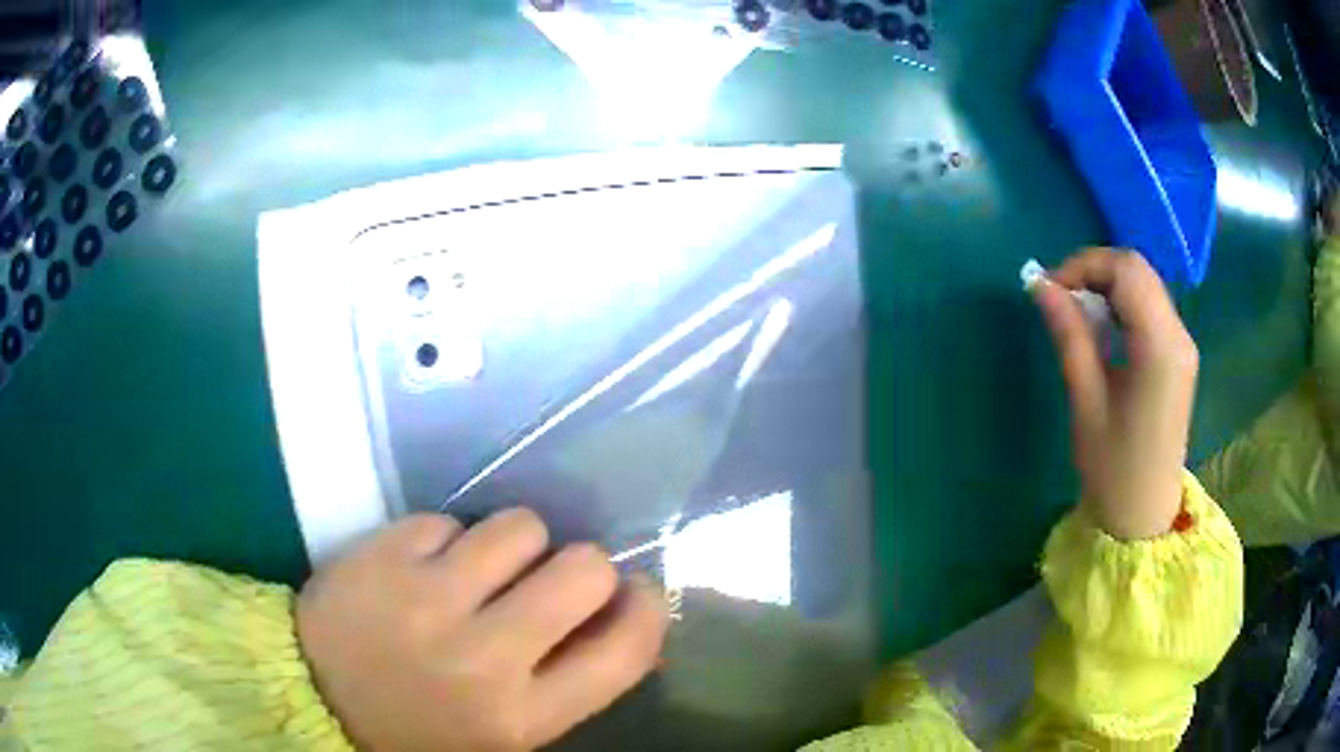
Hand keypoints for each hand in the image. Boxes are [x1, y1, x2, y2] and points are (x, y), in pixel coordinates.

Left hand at [297, 509, 669, 751]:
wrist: (315, 699)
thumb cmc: (421, 728)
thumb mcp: (506, 732)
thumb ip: (568, 681)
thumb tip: (624, 614)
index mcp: (521, 716)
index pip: (625, 650)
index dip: (646, 608)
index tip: (635, 592)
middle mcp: (482, 658)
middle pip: (583, 568)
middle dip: (580, 565)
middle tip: (548, 579)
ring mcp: (426, 598)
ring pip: (519, 526)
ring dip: (512, 544)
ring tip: (477, 572)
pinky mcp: (381, 554)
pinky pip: (448, 519)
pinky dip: (446, 540)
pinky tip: (422, 569)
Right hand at [1033, 249, 1198, 539]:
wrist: (1144, 515)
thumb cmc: (1112, 468)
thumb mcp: (1086, 401)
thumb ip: (1069, 335)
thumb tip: (1040, 285)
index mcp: (1160, 346)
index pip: (1126, 270)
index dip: (1084, 265)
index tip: (1050, 289)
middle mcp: (1179, 334)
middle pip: (1138, 270)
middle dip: (1094, 271)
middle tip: (1060, 298)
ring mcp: (1182, 344)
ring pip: (1145, 284)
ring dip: (1107, 286)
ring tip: (1076, 314)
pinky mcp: (1178, 356)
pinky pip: (1150, 307)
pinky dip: (1122, 304)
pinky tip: (1102, 330)